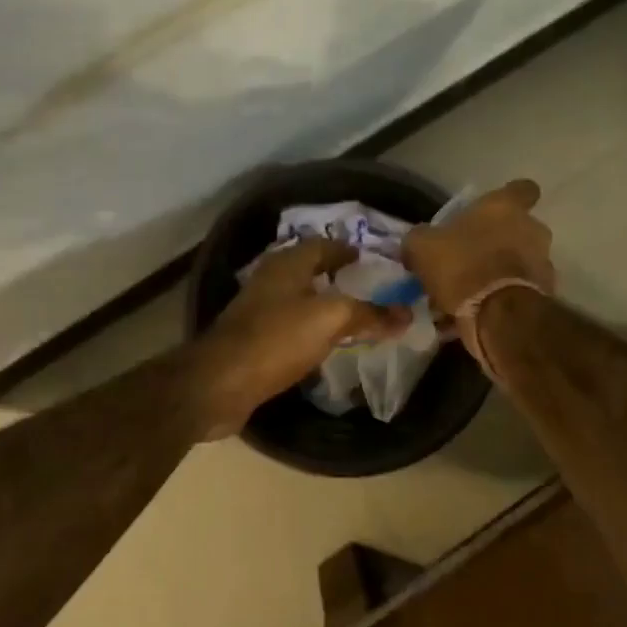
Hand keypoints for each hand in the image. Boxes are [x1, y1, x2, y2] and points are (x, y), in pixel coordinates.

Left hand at [190, 238, 409, 438]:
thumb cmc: (276, 339)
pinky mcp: (253, 339)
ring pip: (299, 298)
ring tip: (354, 315)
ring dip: (324, 303)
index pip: (324, 244)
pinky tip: (325, 343)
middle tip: (369, 287)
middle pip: (309, 270)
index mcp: (288, 264)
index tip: (373, 260)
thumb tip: (405, 313)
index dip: (348, 250)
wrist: (221, 382)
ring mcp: (258, 310)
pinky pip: (290, 325)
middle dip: (337, 276)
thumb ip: (368, 314)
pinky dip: (310, 329)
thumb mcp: (330, 320)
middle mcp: (271, 280)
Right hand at [402, 179, 554, 316]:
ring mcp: (543, 262)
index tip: (493, 211)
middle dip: (498, 243)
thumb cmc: (462, 265)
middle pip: (518, 230)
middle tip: (470, 259)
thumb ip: (421, 238)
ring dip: (497, 274)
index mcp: (505, 207)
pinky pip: (516, 292)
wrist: (499, 314)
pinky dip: (500, 300)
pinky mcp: (544, 294)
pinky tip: (475, 315)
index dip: (509, 198)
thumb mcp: (423, 247)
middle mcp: (532, 229)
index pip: (522, 189)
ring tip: (467, 295)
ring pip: (517, 263)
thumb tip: (419, 241)